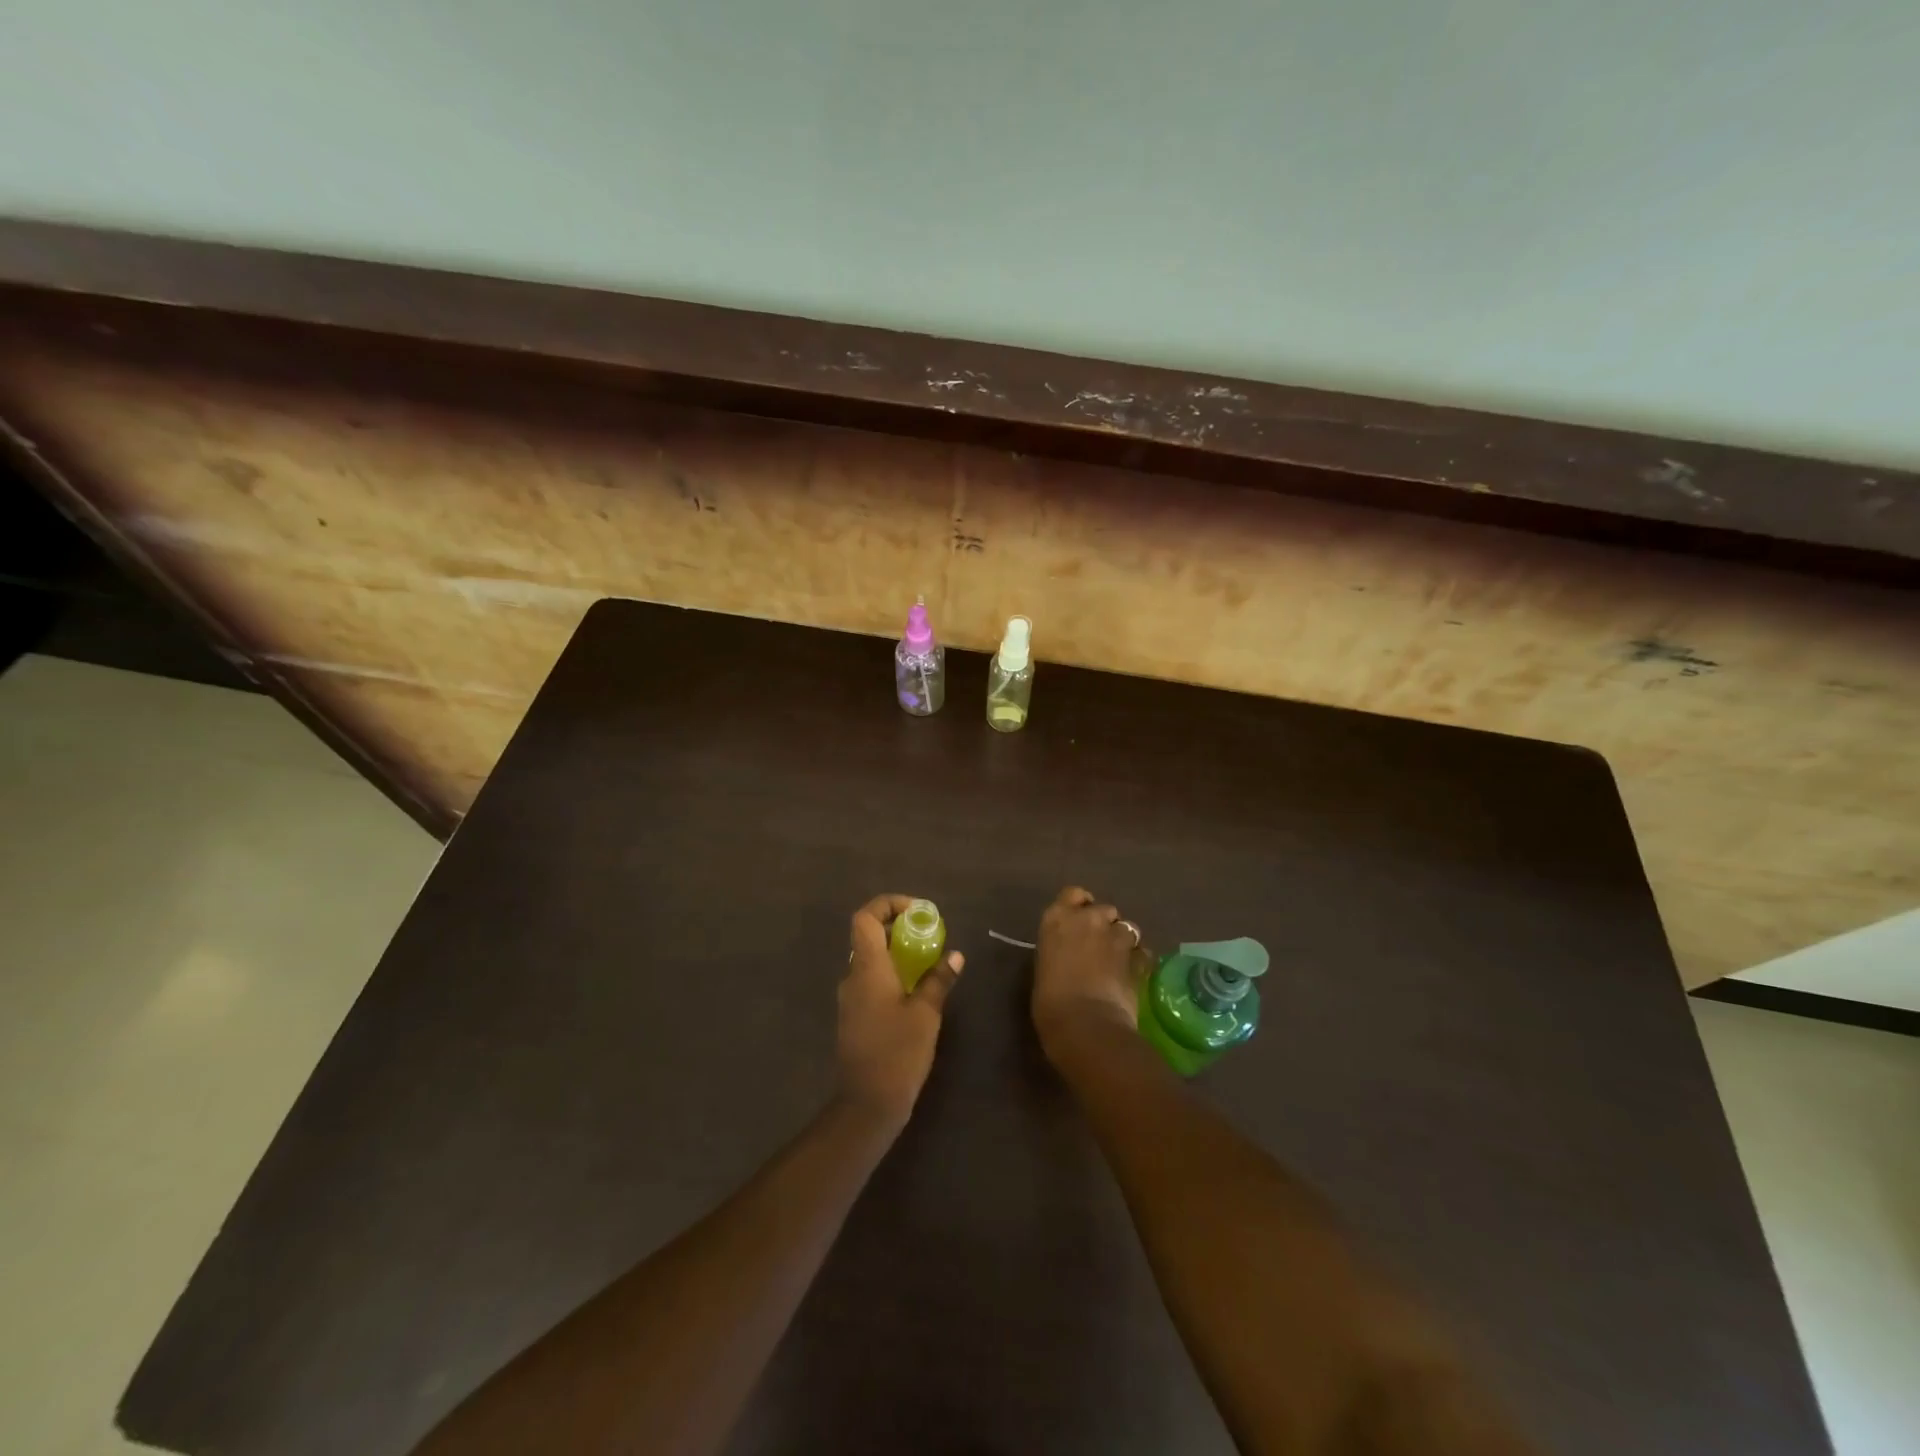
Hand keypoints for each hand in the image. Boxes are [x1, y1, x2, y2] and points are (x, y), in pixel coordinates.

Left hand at [835, 894, 963, 1129]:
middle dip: (898, 926)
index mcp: (867, 968)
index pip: (866, 917)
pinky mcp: (855, 1016)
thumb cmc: (897, 1052)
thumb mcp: (926, 1014)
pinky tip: (916, 990)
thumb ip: (938, 980)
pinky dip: (892, 973)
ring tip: (928, 960)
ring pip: (870, 959)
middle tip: (929, 934)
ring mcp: (851, 998)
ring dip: (896, 951)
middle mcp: (853, 976)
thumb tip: (955, 955)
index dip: (889, 904)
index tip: (918, 912)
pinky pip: (871, 980)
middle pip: (868, 935)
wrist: (867, 1104)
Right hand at [1031, 886, 1145, 1055]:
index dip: (1081, 905)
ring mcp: (1116, 937)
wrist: (1084, 1023)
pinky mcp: (1138, 959)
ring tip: (1120, 962)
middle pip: (1105, 909)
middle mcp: (1088, 919)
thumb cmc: (1049, 1000)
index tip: (1080, 921)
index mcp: (1057, 918)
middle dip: (1105, 924)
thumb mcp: (1045, 967)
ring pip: (1128, 928)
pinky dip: (1140, 960)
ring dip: (1125, 941)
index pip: (1073, 894)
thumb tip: (1070, 957)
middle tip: (1100, 946)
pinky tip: (1135, 974)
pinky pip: (1143, 953)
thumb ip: (1061, 951)